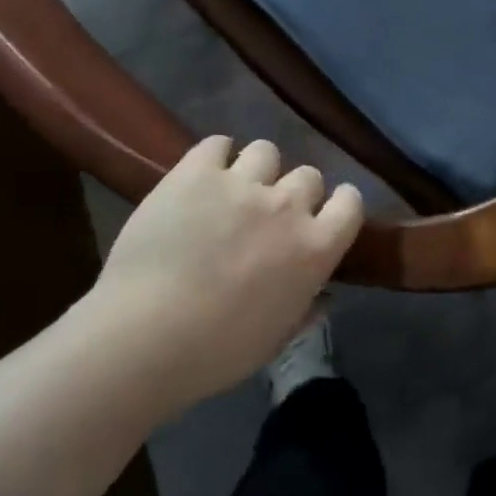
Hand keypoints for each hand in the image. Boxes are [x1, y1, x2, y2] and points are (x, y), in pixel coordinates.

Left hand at [90, 136, 363, 407]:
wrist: (145, 336)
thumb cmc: (215, 352)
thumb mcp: (274, 340)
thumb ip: (304, 310)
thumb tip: (324, 297)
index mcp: (314, 248)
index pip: (350, 203)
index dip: (340, 204)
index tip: (324, 214)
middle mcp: (286, 206)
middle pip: (308, 175)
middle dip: (293, 192)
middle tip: (268, 214)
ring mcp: (242, 182)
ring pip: (266, 150)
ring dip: (255, 169)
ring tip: (232, 190)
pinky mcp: (198, 170)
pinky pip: (218, 143)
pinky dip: (214, 157)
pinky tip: (201, 177)